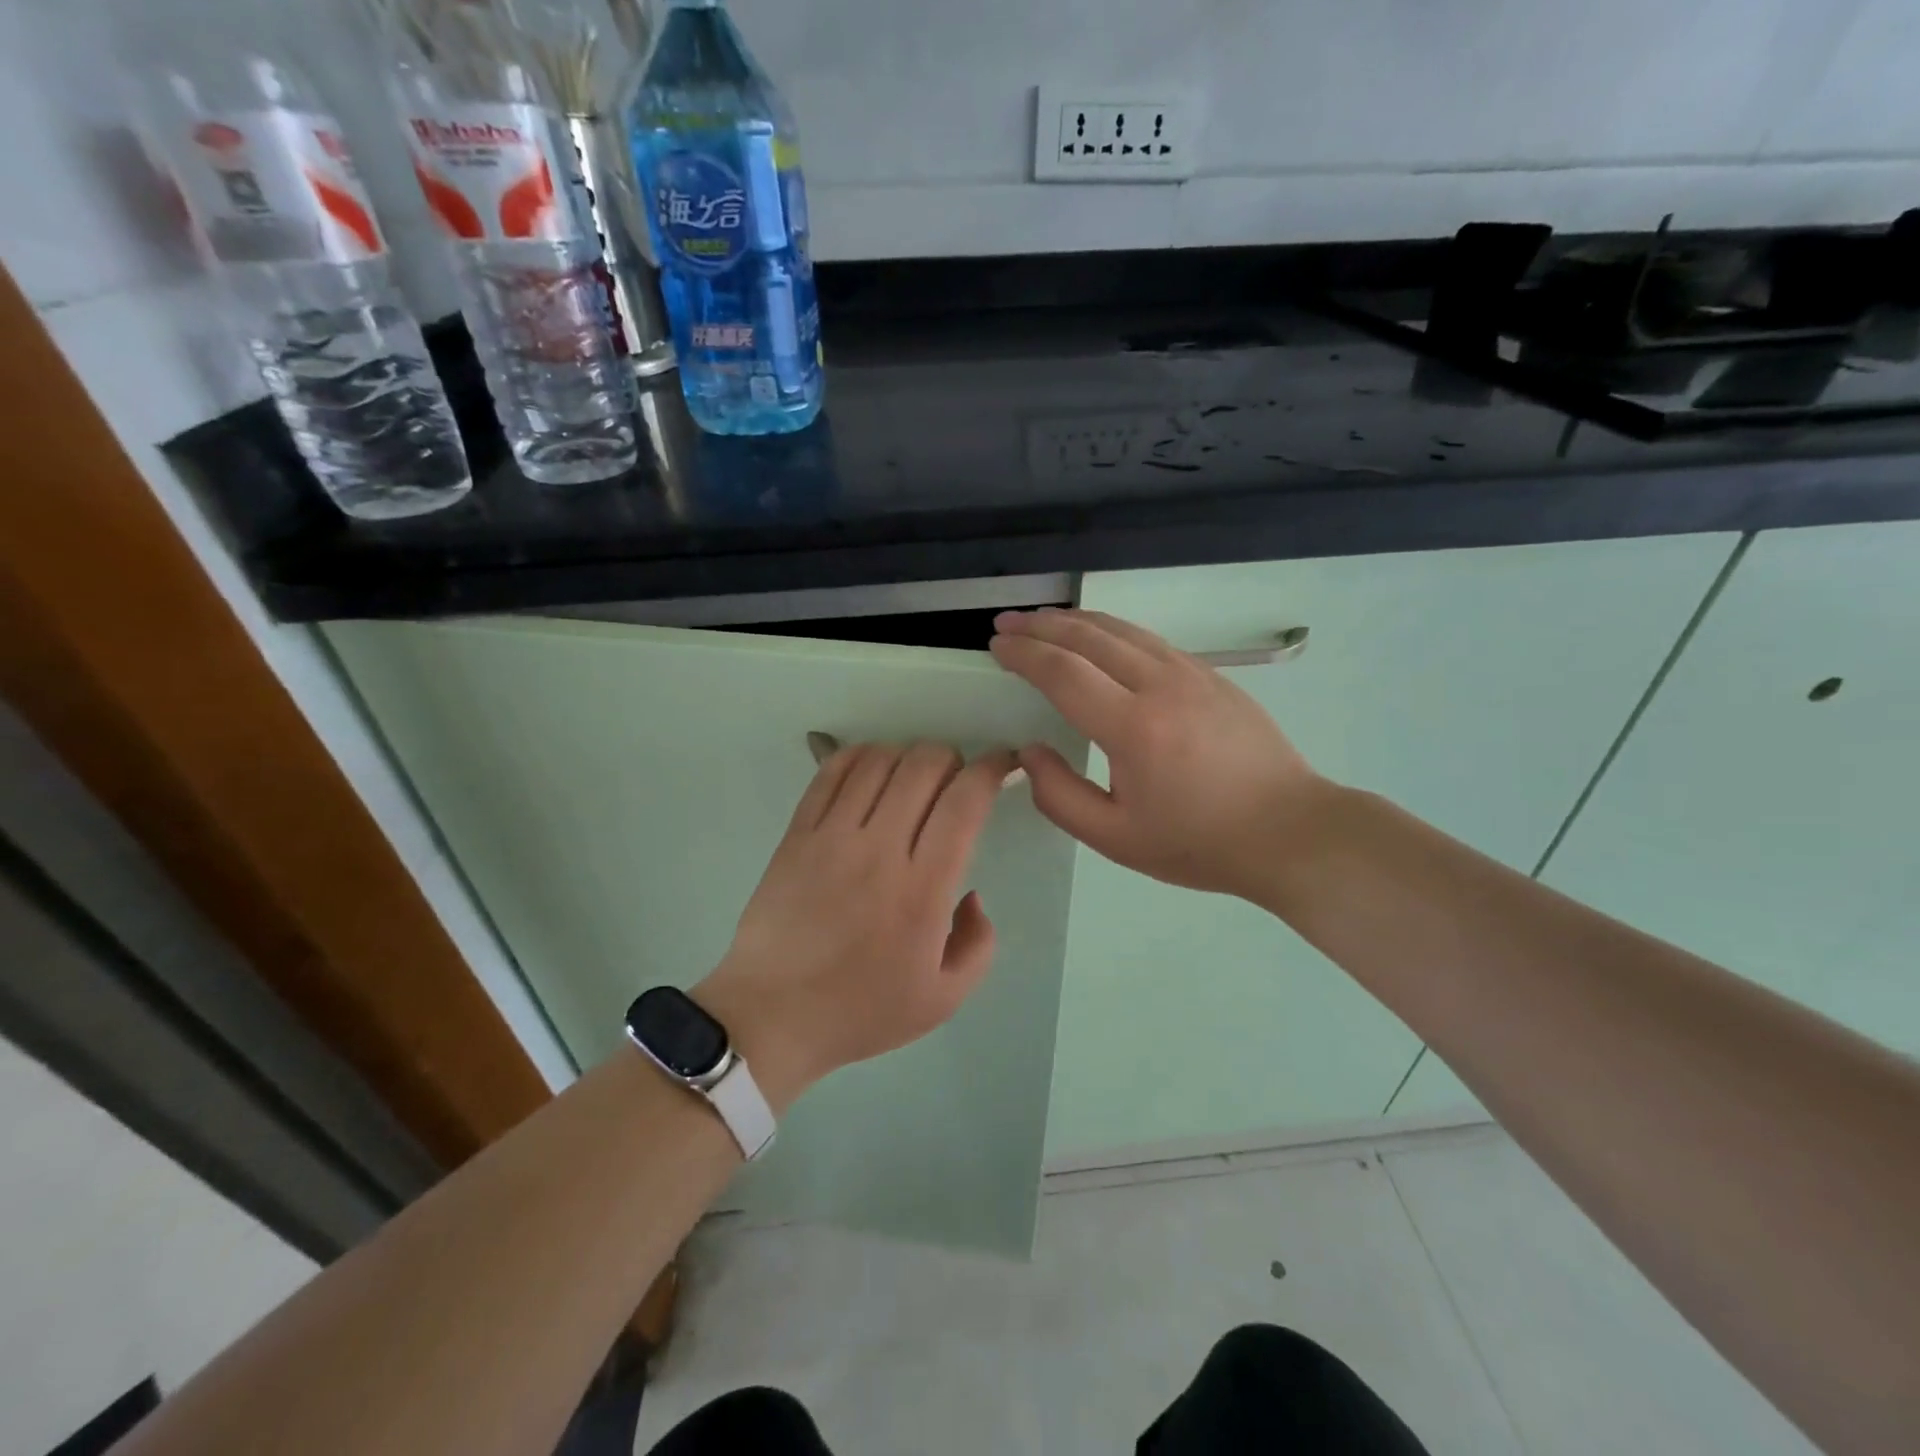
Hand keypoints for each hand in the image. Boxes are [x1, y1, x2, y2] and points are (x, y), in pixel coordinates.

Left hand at [694, 742, 1016, 1111]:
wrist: (771, 1015)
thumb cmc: (861, 1010)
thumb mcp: (943, 998)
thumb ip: (978, 943)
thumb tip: (971, 894)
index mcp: (922, 889)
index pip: (963, 803)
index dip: (991, 770)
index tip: (1002, 764)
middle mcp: (878, 849)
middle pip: (923, 766)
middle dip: (952, 759)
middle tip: (955, 780)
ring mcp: (832, 836)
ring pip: (878, 760)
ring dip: (907, 756)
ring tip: (912, 779)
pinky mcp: (797, 833)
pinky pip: (830, 772)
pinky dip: (859, 757)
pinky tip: (871, 771)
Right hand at [990, 608, 1326, 899]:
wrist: (1289, 830)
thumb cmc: (1197, 842)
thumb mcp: (1116, 838)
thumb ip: (1059, 797)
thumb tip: (1030, 752)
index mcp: (1133, 728)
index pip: (1063, 672)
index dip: (1024, 654)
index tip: (996, 645)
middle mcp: (1160, 685)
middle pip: (1088, 637)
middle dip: (1040, 625)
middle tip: (1005, 622)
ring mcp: (1191, 673)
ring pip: (1121, 629)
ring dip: (1074, 620)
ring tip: (1042, 620)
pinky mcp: (1211, 675)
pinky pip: (1148, 639)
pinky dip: (1111, 630)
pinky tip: (1098, 637)